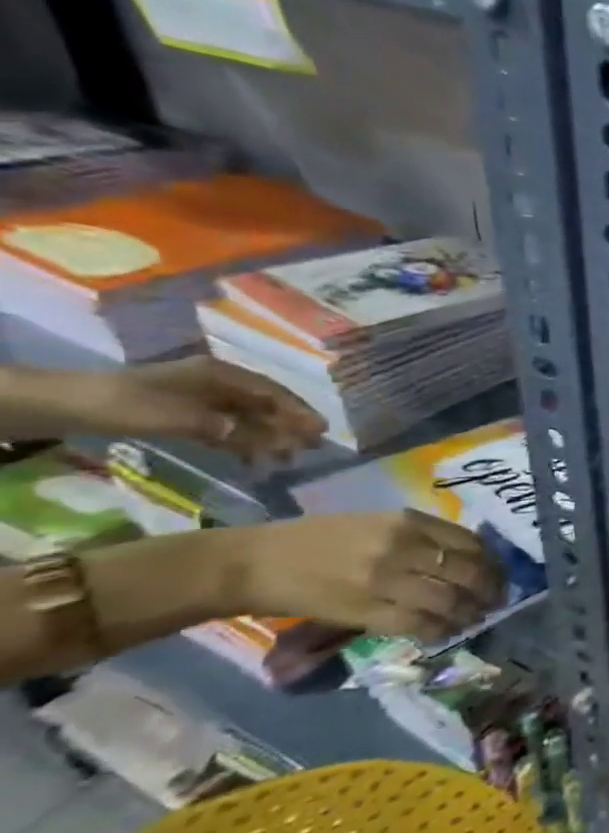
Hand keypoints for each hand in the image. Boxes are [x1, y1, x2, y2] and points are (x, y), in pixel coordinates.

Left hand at [69, 357, 324, 461]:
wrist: (62, 405)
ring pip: (247, 417)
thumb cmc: (123, 404)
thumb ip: (223, 427)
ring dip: (269, 436)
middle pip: (263, 404)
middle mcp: (216, 383)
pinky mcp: (185, 414)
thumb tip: (265, 438)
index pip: (271, 392)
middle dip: (289, 424)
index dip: (298, 410)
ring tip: (286, 457)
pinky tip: (252, 458)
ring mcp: (200, 398)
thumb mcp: (173, 416)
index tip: (321, 429)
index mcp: (219, 375)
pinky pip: (227, 427)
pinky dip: (244, 442)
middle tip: (312, 446)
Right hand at [219, 510, 503, 639]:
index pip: (469, 543)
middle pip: (467, 572)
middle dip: (489, 589)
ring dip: (469, 613)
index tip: (499, 574)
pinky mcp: (365, 612)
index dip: (492, 562)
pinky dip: (440, 630)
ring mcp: (385, 581)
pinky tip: (445, 633)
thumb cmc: (317, 539)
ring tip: (475, 619)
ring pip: (448, 601)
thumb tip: (465, 557)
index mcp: (407, 521)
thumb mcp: (377, 523)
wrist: (254, 563)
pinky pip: (418, 624)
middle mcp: (403, 547)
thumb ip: (421, 536)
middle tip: (496, 601)